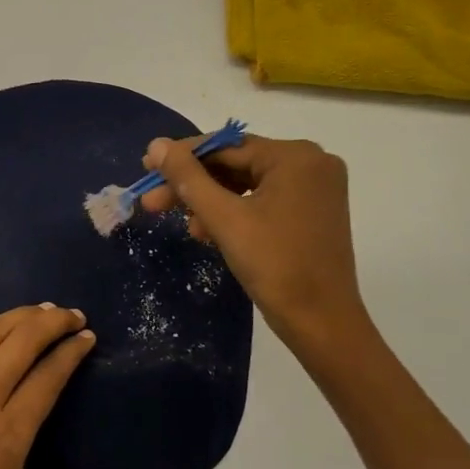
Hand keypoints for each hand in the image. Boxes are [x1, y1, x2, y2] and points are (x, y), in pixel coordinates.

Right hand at [140, 133, 371, 357]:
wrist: (322, 324)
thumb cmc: (275, 265)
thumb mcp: (224, 218)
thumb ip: (188, 178)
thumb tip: (157, 144)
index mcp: (295, 156)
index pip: (226, 146)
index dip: (182, 157)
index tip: (147, 166)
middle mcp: (311, 163)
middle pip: (236, 164)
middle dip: (194, 185)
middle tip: (153, 200)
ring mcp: (315, 189)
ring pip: (247, 184)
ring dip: (211, 202)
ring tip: (183, 224)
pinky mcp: (313, 212)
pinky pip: (263, 200)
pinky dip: (235, 213)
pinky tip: (207, 231)